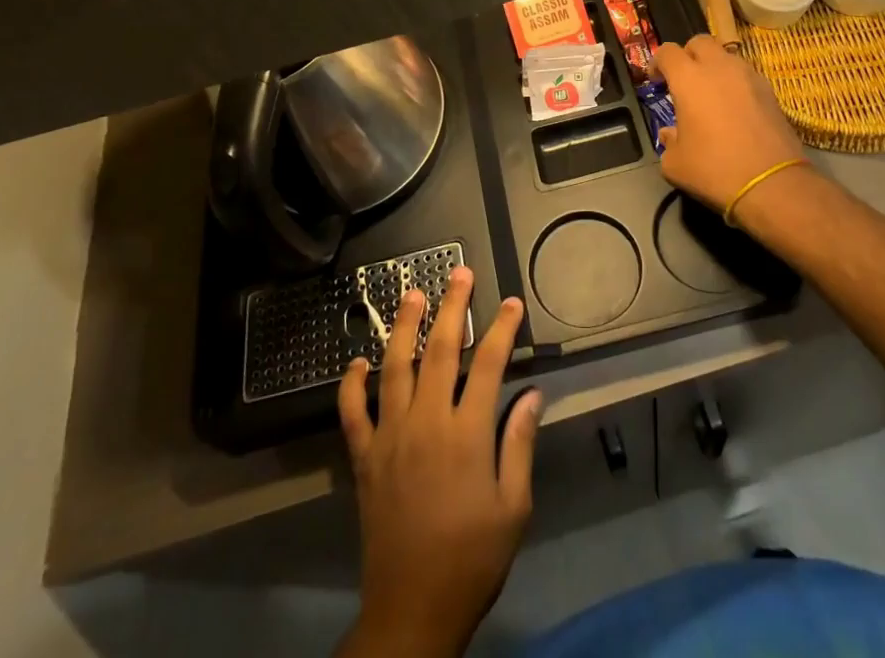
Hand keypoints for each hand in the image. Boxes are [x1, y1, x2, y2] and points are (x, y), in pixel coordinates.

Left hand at [337, 267, 540, 657]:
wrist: (413, 610)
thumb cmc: (472, 559)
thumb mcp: (513, 508)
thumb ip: (520, 445)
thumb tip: (533, 394)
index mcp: (467, 434)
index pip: (488, 365)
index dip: (502, 329)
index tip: (512, 303)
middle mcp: (427, 423)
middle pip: (440, 351)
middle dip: (453, 307)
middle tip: (460, 273)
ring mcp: (390, 437)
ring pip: (395, 367)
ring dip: (404, 327)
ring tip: (412, 293)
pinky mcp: (365, 458)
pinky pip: (353, 413)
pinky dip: (352, 385)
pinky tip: (357, 363)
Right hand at [651, 34, 807, 214]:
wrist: (771, 183)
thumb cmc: (714, 169)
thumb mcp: (676, 164)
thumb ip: (668, 142)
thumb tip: (671, 134)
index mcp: (689, 79)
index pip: (667, 51)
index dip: (657, 62)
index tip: (656, 81)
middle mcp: (719, 68)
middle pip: (699, 42)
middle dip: (688, 55)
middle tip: (684, 80)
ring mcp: (748, 76)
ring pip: (726, 56)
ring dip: (714, 67)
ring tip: (711, 95)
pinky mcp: (770, 91)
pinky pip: (745, 75)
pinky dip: (735, 83)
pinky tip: (734, 109)